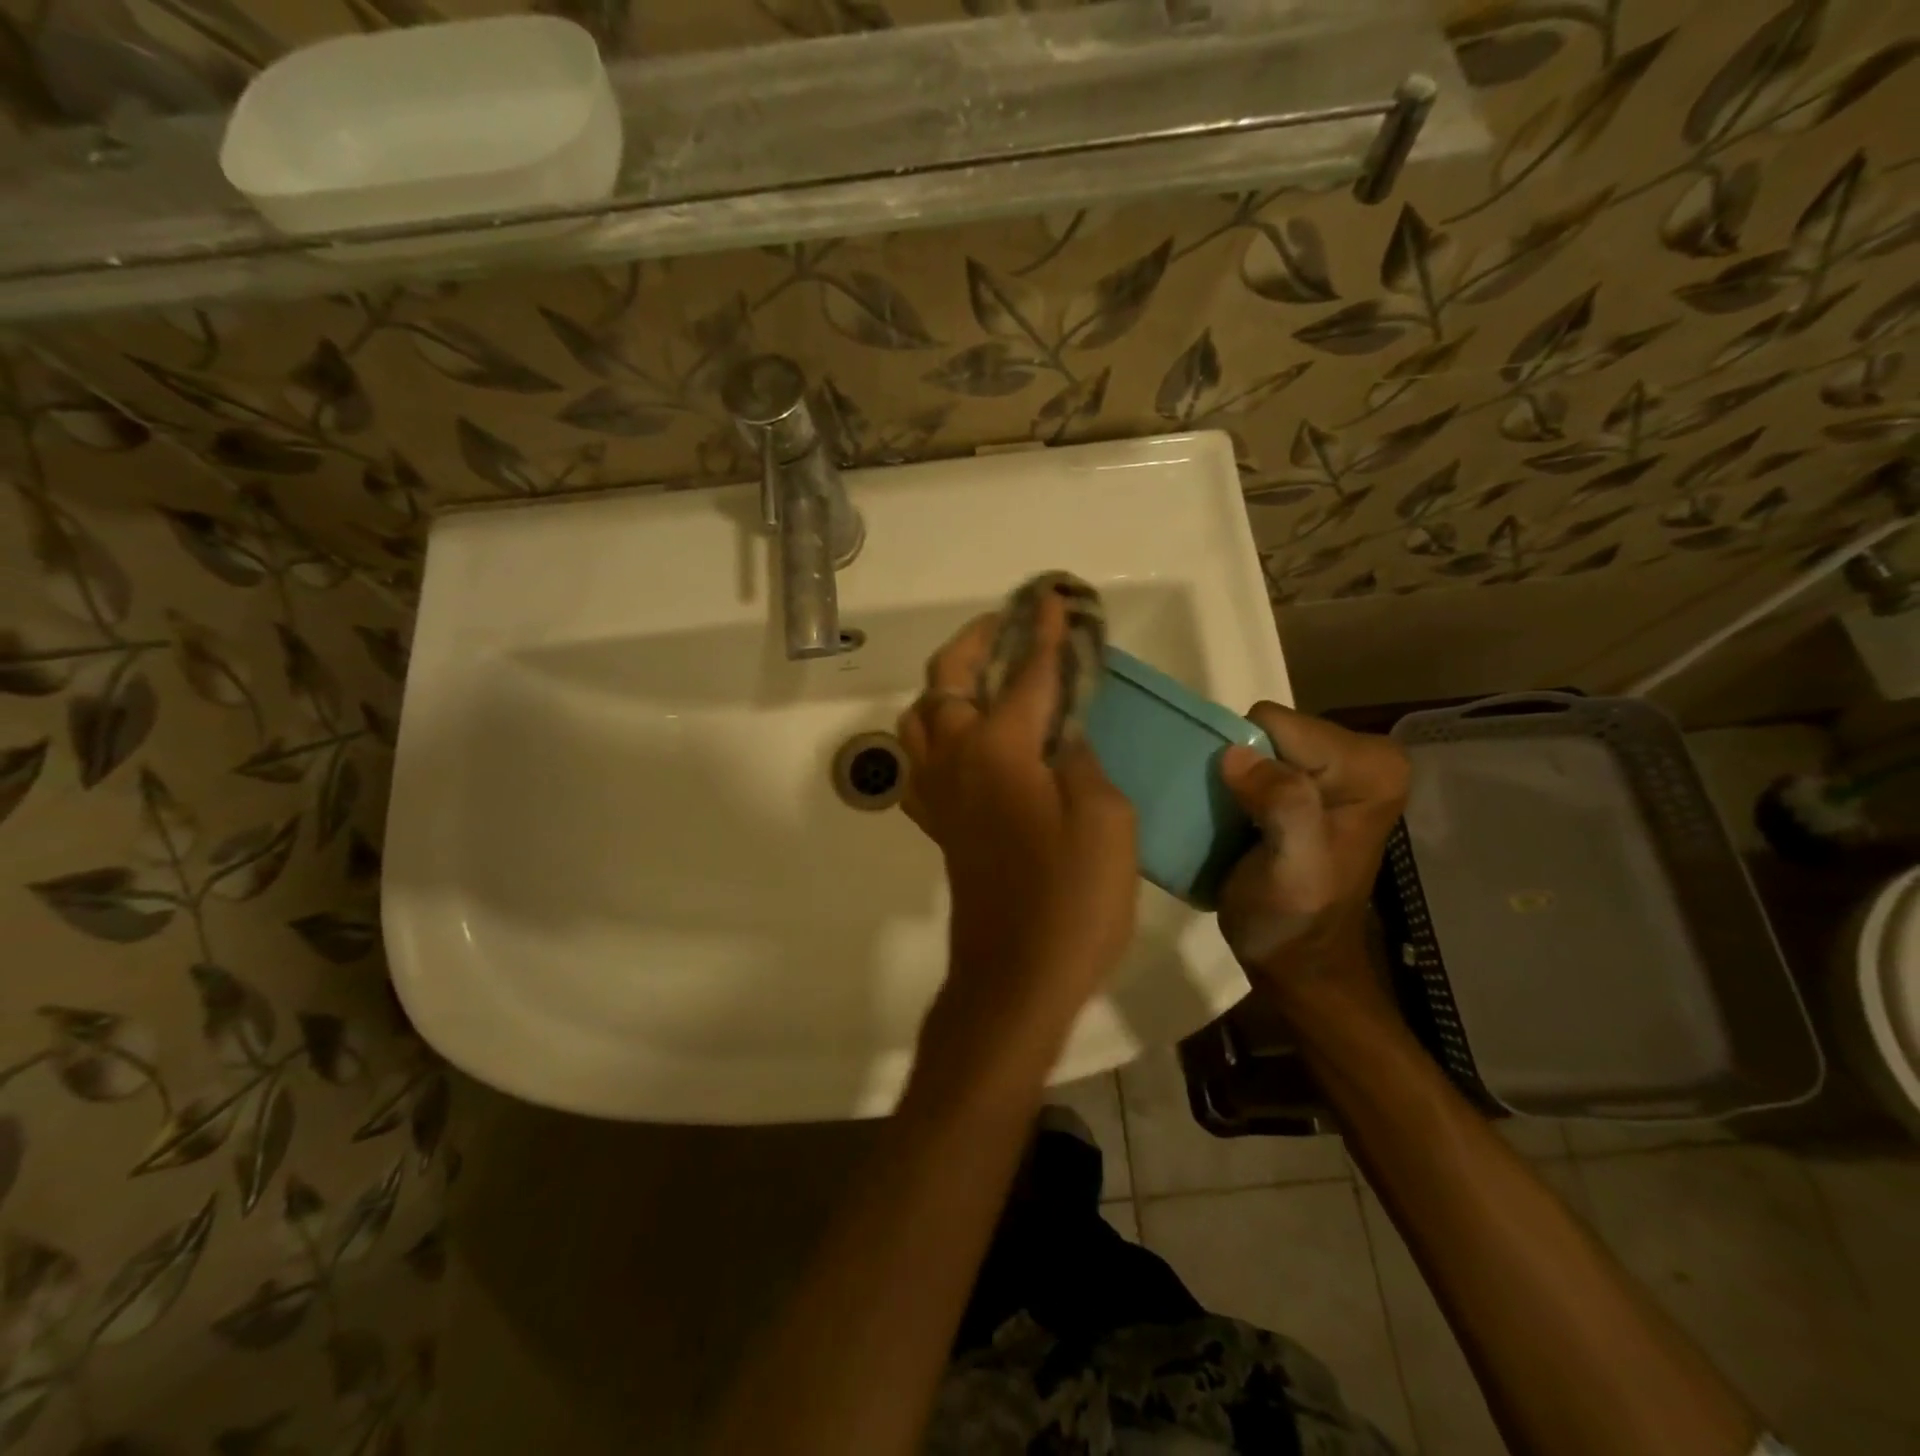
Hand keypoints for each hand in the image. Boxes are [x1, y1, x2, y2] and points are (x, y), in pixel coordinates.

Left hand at [897, 594, 1137, 1057]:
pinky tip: (969, 743)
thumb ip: (1082, 760)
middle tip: (1009, 623)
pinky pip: (922, 762)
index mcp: (999, 750)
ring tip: (986, 680)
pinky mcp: (938, 825)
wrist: (1017, 977)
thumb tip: (1063, 735)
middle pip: (947, 681)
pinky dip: (937, 734)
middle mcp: (956, 760)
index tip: (1053, 599)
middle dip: (976, 641)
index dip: (1044, 634)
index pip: (1026, 674)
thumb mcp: (1105, 820)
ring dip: (948, 685)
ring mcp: (939, 794)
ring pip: (921, 717)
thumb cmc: (1072, 900)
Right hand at [1215, 703, 1408, 1008]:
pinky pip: (1259, 759)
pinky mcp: (1314, 783)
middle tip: (1240, 821)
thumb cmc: (1294, 920)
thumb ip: (1284, 808)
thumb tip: (1236, 755)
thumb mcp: (1292, 870)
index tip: (1245, 813)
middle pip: (1268, 729)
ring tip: (1238, 822)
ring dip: (1238, 779)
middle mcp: (1364, 755)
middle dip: (1243, 769)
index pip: (1275, 724)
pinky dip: (1241, 785)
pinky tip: (1242, 819)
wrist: (1298, 961)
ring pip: (1258, 742)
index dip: (1248, 764)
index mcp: (1372, 767)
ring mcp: (1339, 768)